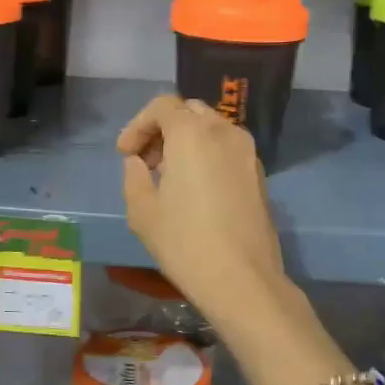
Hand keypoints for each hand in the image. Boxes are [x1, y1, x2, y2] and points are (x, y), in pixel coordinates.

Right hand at [116, 95, 287, 322]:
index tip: (125, 154)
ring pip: (212, 128)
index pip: (162, 105)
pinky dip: (208, 154)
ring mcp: (247, 152)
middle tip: (146, 161)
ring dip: (186, 141)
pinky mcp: (259, 174)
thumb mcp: (142, 211)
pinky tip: (195, 188)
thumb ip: (134, 176)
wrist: (242, 279)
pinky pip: (228, 148)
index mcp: (192, 134)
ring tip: (169, 176)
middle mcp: (224, 132)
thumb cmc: (185, 243)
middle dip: (163, 129)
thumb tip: (139, 162)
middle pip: (189, 111)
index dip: (138, 125)